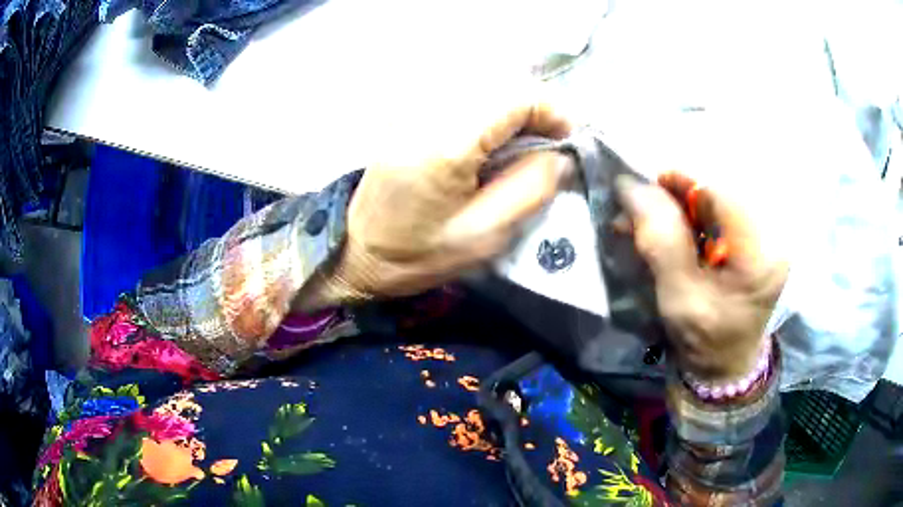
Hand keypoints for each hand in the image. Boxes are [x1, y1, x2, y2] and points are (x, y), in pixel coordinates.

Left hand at [306, 95, 572, 306]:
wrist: (359, 252)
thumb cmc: (419, 254)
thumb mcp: (486, 236)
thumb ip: (531, 189)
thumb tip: (559, 154)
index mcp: (448, 142)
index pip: (516, 95)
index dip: (553, 111)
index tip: (567, 140)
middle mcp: (428, 111)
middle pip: (501, 83)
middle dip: (535, 109)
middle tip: (548, 146)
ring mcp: (414, 109)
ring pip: (483, 85)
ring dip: (513, 109)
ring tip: (522, 146)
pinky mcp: (408, 114)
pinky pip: (461, 96)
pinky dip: (488, 111)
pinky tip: (489, 142)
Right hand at [616, 173, 787, 381]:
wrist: (723, 366)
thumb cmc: (704, 341)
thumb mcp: (680, 298)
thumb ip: (661, 242)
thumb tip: (632, 186)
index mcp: (760, 254)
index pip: (722, 194)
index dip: (681, 184)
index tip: (642, 191)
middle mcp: (770, 236)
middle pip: (719, 194)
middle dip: (675, 197)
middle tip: (637, 210)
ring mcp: (762, 238)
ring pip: (714, 202)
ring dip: (676, 208)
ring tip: (642, 222)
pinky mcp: (751, 241)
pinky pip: (716, 216)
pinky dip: (686, 219)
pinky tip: (663, 230)